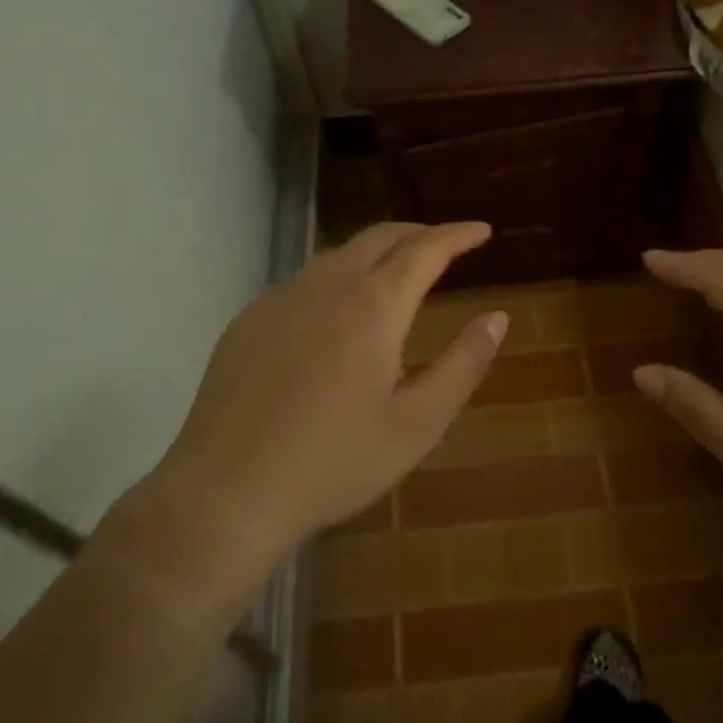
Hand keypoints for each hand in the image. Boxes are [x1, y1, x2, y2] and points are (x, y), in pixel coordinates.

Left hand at [125, 222, 507, 584]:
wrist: (225, 493)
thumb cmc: (334, 462)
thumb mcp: (418, 424)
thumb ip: (463, 364)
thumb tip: (496, 318)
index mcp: (374, 306)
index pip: (425, 249)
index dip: (457, 235)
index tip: (481, 230)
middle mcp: (327, 286)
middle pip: (380, 237)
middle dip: (419, 233)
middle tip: (445, 246)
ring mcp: (281, 299)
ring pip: (339, 255)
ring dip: (376, 253)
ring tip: (396, 277)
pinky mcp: (248, 320)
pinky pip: (304, 282)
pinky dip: (337, 280)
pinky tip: (336, 316)